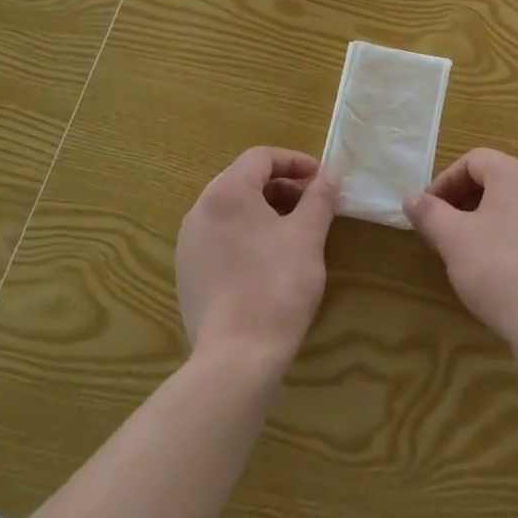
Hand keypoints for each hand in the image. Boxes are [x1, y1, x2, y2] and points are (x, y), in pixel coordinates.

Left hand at [175, 147, 338, 372]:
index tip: (321, 179)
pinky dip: (247, 234)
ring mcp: (188, 246)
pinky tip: (269, 259)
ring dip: (265, 209)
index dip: (295, 162)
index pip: (260, 158)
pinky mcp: (188, 275)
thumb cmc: (276, 285)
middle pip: (243, 180)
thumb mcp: (308, 235)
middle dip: (281, 186)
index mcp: (225, 194)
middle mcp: (199, 212)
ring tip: (294, 230)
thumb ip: (320, 197)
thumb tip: (330, 175)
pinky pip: (220, 237)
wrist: (236, 359)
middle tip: (312, 203)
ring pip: (231, 210)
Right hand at [404, 148, 517, 350]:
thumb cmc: (497, 269)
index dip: (445, 181)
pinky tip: (493, 266)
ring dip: (481, 216)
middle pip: (493, 178)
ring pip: (510, 202)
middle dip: (462, 198)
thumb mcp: (453, 239)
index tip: (428, 211)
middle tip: (442, 228)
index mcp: (514, 175)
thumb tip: (411, 197)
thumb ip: (429, 213)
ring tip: (464, 247)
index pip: (473, 160)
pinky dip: (504, 233)